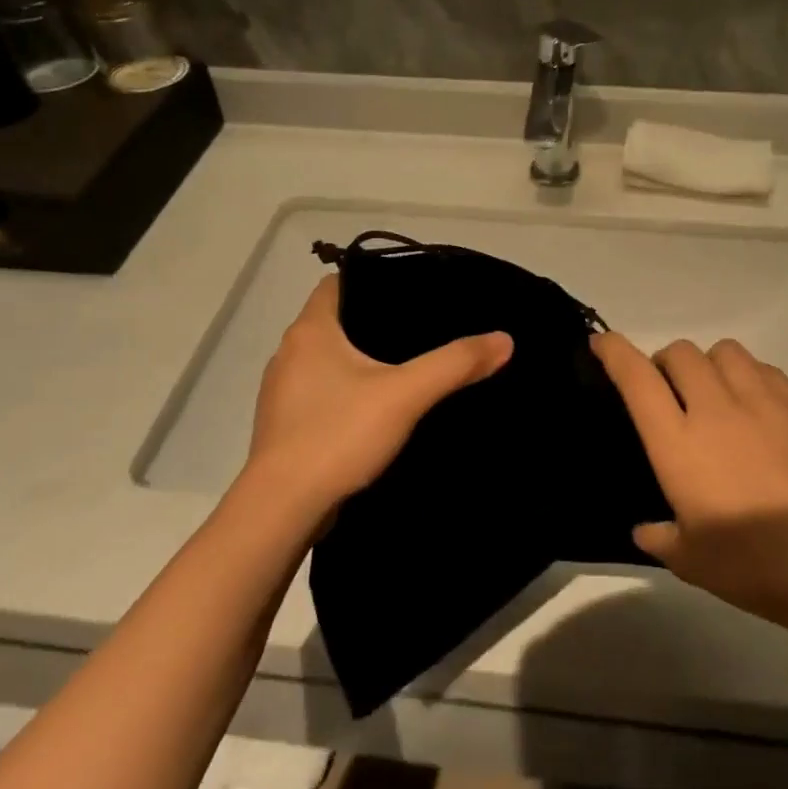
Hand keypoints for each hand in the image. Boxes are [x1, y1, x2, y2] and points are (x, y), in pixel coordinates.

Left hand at [242, 277, 511, 531]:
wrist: (283, 508)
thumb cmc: (338, 435)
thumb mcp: (406, 394)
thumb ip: (455, 364)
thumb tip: (504, 339)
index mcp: (310, 331)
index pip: (337, 283)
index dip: (372, 280)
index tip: (410, 291)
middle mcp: (289, 353)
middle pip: (335, 321)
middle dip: (374, 322)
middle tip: (422, 328)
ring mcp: (283, 392)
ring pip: (328, 360)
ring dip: (360, 360)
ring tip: (406, 366)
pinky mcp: (287, 425)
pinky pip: (322, 393)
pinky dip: (348, 392)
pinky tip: (378, 409)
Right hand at [592, 333, 787, 627]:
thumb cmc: (752, 564)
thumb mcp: (690, 561)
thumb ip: (660, 537)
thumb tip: (647, 529)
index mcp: (678, 443)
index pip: (636, 378)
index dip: (614, 351)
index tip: (602, 343)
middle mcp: (715, 409)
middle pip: (680, 352)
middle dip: (665, 363)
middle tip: (670, 392)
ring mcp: (762, 401)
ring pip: (725, 350)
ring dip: (708, 364)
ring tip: (715, 394)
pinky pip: (765, 369)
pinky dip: (749, 376)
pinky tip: (756, 408)